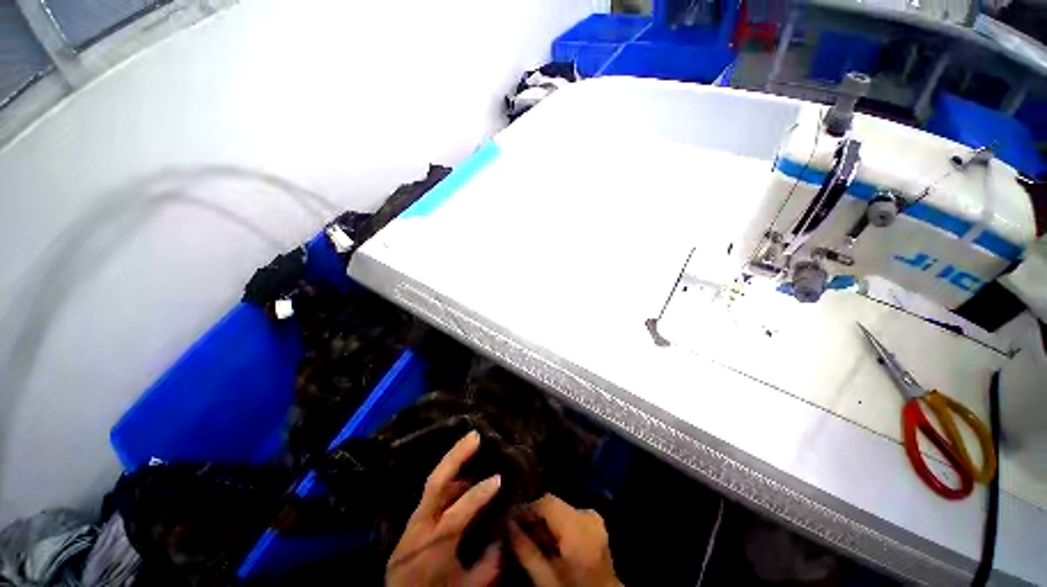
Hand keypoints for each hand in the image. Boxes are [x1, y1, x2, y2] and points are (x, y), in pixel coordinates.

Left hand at [386, 431, 501, 586]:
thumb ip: (488, 565)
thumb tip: (503, 538)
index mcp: (434, 544)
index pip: (458, 512)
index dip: (479, 494)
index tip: (498, 479)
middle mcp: (421, 525)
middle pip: (436, 482)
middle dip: (456, 456)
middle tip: (475, 436)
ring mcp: (414, 519)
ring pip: (433, 480)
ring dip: (453, 460)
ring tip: (471, 443)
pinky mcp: (414, 518)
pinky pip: (433, 491)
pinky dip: (449, 477)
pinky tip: (462, 472)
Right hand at [509, 494, 621, 586]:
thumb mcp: (546, 580)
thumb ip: (526, 551)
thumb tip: (508, 525)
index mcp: (578, 529)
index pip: (547, 502)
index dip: (527, 508)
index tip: (510, 518)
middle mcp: (587, 515)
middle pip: (553, 503)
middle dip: (535, 514)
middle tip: (518, 528)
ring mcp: (593, 516)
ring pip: (559, 507)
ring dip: (544, 518)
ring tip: (531, 534)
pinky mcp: (595, 520)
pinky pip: (568, 512)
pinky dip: (556, 522)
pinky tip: (548, 538)